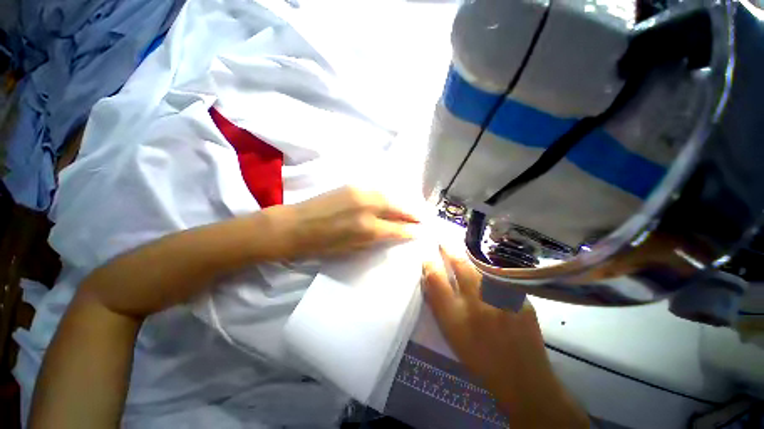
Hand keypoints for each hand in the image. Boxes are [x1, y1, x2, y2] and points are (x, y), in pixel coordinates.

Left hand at [266, 186, 422, 258]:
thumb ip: (375, 239)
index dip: (411, 230)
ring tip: (413, 208)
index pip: (397, 228)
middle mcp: (368, 207)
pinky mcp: (353, 186)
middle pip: (398, 207)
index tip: (421, 231)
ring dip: (403, 203)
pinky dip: (389, 196)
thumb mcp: (352, 249)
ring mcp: (360, 193)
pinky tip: (394, 200)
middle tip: (424, 217)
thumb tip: (394, 233)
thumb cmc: (322, 245)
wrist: (295, 225)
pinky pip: (378, 191)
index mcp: (367, 228)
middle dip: (413, 213)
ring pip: (390, 196)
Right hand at [423, 248, 589, 428]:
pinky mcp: (520, 299)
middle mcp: (477, 305)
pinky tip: (484, 268)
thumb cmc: (478, 357)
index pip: (436, 279)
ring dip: (467, 255)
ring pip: (480, 266)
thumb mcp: (450, 333)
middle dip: (448, 249)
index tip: (427, 256)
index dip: (429, 263)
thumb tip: (429, 277)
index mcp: (455, 317)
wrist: (522, 377)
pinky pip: (498, 277)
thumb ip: (437, 303)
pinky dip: (487, 269)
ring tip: (461, 250)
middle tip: (443, 241)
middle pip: (459, 265)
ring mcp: (502, 300)